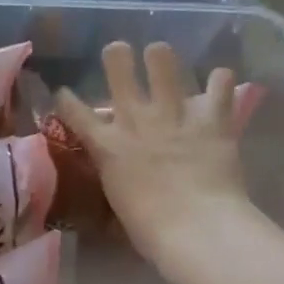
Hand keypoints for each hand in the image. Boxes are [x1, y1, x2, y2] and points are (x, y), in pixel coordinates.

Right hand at [57, 41, 263, 269]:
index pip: (75, 112)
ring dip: (161, 57)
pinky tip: (219, 84)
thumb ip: (116, 179)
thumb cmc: (150, 230)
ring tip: (162, 57)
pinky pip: (220, 83)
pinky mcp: (212, 118)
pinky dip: (220, 81)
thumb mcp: (118, 203)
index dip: (66, 99)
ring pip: (163, 61)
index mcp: (108, 145)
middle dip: (117, 55)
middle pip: (118, 67)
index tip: (63, 92)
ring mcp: (174, 114)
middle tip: (120, 52)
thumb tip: (119, 179)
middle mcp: (136, 119)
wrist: (196, 228)